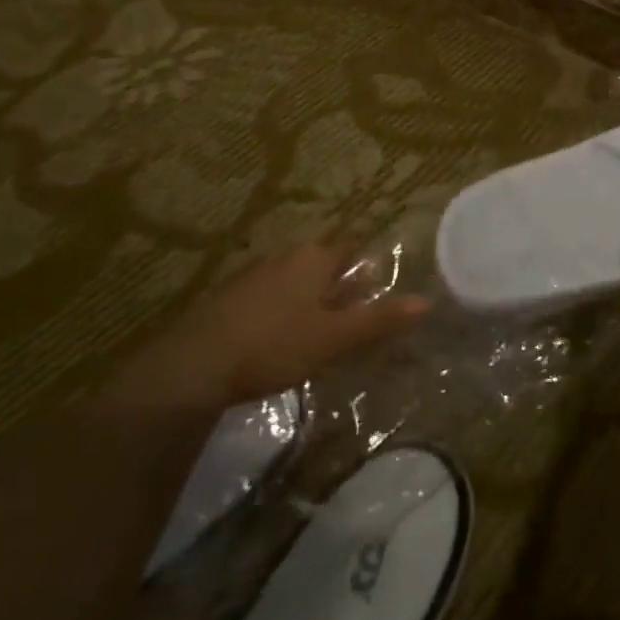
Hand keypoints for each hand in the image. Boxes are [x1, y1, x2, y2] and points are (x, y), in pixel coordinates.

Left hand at [110, 246, 427, 412]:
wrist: (192, 367)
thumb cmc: (273, 345)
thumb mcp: (334, 337)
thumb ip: (379, 320)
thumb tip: (426, 302)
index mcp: (314, 257)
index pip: (353, 252)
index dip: (370, 274)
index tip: (381, 298)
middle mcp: (285, 256)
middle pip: (325, 268)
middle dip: (342, 292)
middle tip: (356, 325)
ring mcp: (253, 275)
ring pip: (296, 285)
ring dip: (312, 305)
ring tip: (323, 338)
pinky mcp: (229, 299)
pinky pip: (271, 300)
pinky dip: (283, 316)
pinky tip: (281, 344)